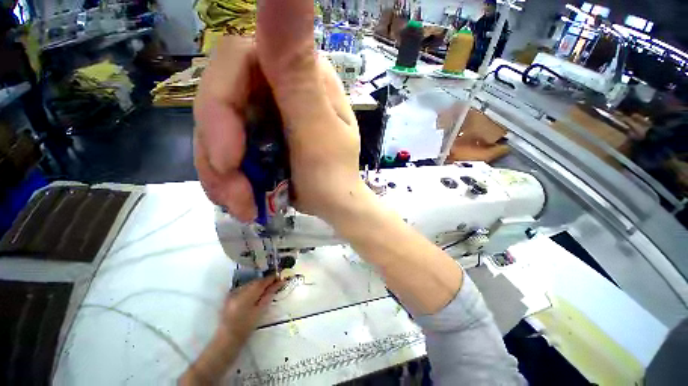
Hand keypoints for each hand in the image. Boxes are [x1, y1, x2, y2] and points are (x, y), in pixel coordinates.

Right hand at [194, 0, 362, 224]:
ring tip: (243, 205)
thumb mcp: (318, 127)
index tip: (228, 156)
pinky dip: (227, 182)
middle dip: (219, 154)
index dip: (221, 104)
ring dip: (222, 178)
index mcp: (298, 75)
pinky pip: (224, 155)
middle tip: (234, 192)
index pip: (238, 60)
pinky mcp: (255, 140)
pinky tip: (242, 202)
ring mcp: (263, 115)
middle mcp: (277, 88)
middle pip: (219, 102)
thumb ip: (297, 67)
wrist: (336, 203)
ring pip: (216, 136)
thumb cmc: (334, 174)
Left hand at [216, 277, 281, 345]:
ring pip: (250, 284)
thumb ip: (269, 295)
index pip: (262, 282)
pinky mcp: (229, 296)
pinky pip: (243, 287)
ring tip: (266, 289)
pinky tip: (254, 294)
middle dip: (265, 281)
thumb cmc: (246, 327)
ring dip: (258, 284)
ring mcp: (233, 293)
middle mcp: (239, 290)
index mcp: (247, 295)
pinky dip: (251, 288)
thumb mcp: (260, 311)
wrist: (227, 339)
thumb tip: (279, 283)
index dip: (271, 279)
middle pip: (255, 281)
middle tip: (274, 283)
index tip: (279, 278)